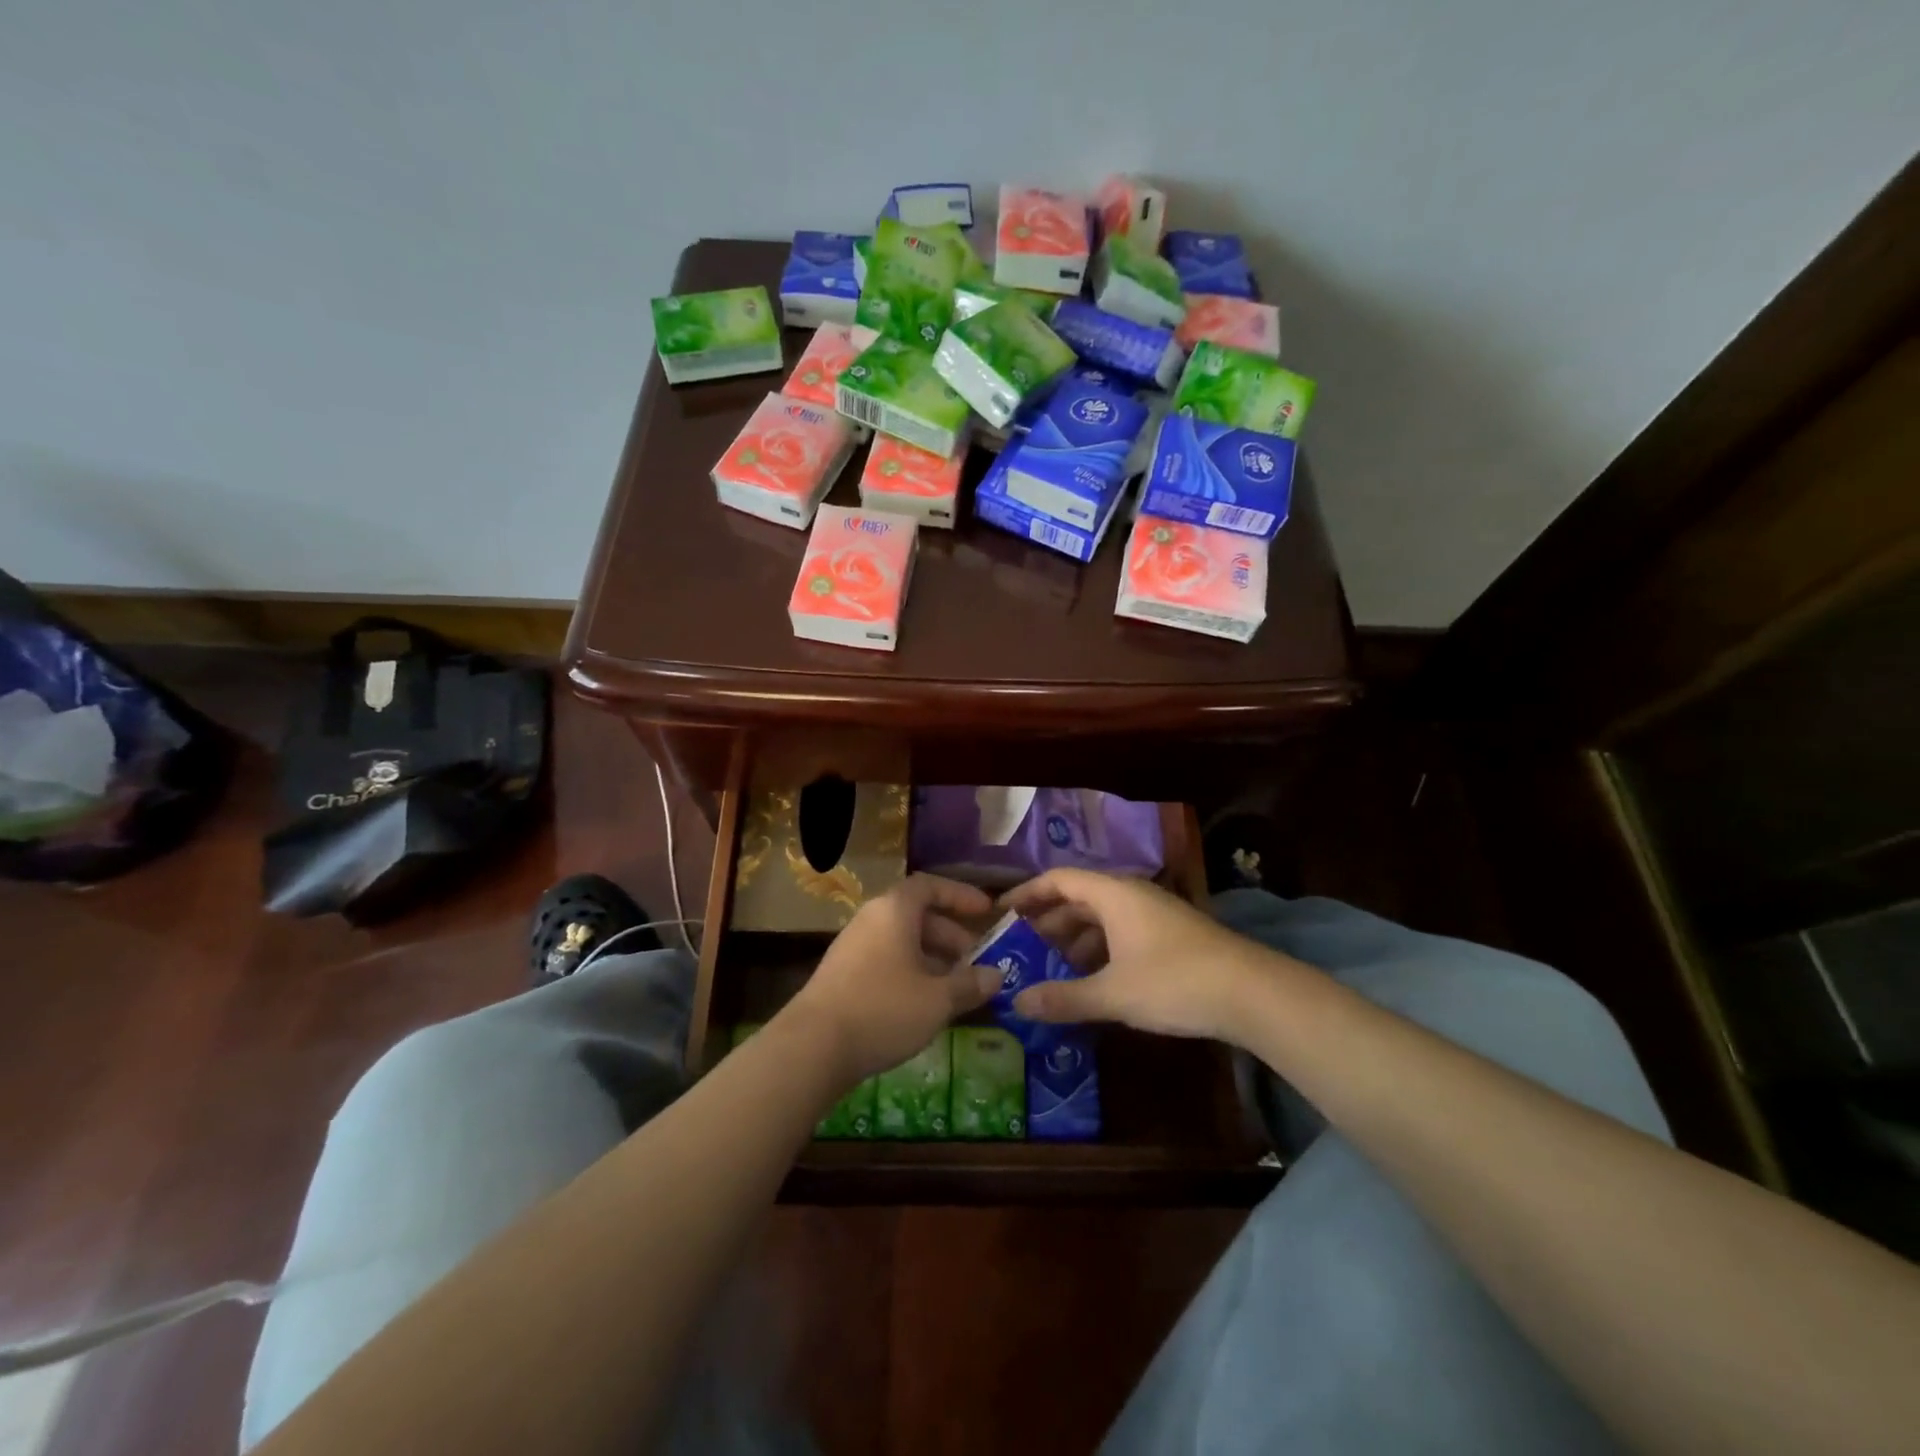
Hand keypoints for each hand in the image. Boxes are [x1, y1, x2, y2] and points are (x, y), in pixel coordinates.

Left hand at [784, 873, 1001, 1084]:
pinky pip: (886, 960)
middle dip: (951, 935)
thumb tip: (997, 975)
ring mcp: (853, 946)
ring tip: (956, 987)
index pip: (930, 886)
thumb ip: (970, 984)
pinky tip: (923, 1004)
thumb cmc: (884, 1009)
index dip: (960, 895)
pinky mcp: (842, 974)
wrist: (813, 1046)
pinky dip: (910, 972)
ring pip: (902, 941)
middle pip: (917, 915)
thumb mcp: (938, 999)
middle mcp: (871, 919)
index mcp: (894, 910)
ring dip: (932, 958)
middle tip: (976, 961)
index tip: (986, 912)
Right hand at [1001, 869, 1289, 1042]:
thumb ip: (1064, 998)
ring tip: (1053, 966)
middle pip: (1079, 897)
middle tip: (1021, 946)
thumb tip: (1017, 1003)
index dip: (1027, 893)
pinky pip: (1122, 931)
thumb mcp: (1113, 994)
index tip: (1001, 913)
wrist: (1252, 993)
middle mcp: (1132, 895)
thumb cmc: (1174, 982)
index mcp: (1113, 894)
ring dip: (1075, 937)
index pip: (1058, 880)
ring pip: (1103, 916)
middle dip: (1049, 920)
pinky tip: (1095, 978)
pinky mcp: (1171, 934)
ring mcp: (1155, 913)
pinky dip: (1101, 948)